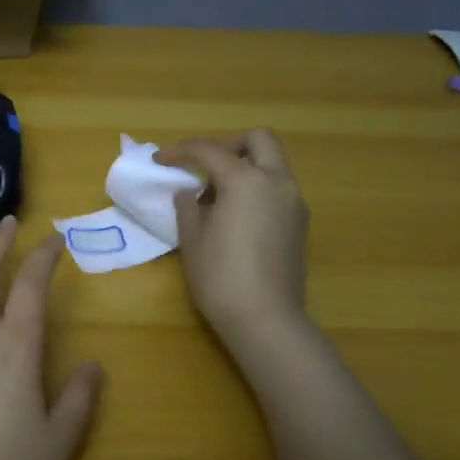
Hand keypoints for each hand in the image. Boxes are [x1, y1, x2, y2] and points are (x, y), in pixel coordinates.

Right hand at [157, 130, 310, 341]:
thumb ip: (188, 206)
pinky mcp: (300, 223)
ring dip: (244, 167)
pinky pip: (277, 188)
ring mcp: (294, 202)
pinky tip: (234, 215)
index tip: (160, 160)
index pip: (209, 151)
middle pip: (258, 140)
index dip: (180, 151)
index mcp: (246, 180)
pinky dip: (256, 187)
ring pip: (272, 164)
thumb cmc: (220, 277)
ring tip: (214, 197)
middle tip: (203, 164)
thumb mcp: (192, 238)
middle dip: (228, 144)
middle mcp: (276, 182)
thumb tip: (190, 192)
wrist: (266, 319)